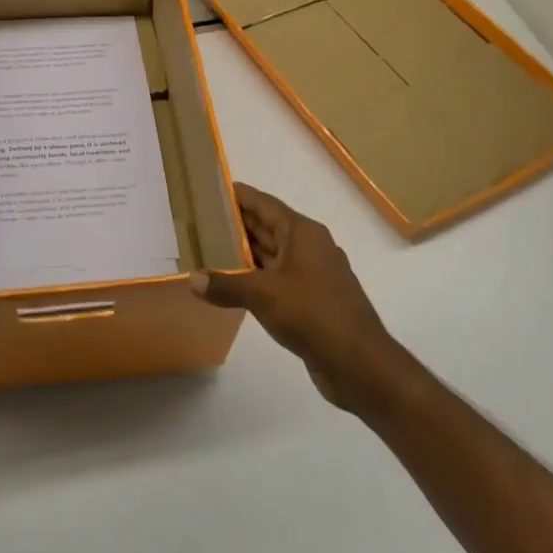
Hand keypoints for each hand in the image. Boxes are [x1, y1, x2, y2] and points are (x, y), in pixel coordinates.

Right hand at [191, 184, 394, 414]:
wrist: (360, 364)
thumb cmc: (313, 314)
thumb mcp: (262, 295)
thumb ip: (225, 285)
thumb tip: (192, 279)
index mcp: (303, 233)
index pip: (265, 204)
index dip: (239, 195)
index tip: (212, 188)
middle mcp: (309, 247)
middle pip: (268, 227)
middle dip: (237, 223)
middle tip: (201, 219)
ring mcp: (313, 275)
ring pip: (272, 254)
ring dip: (244, 252)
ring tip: (208, 248)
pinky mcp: (312, 300)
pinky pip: (277, 278)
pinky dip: (255, 277)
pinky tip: (232, 283)